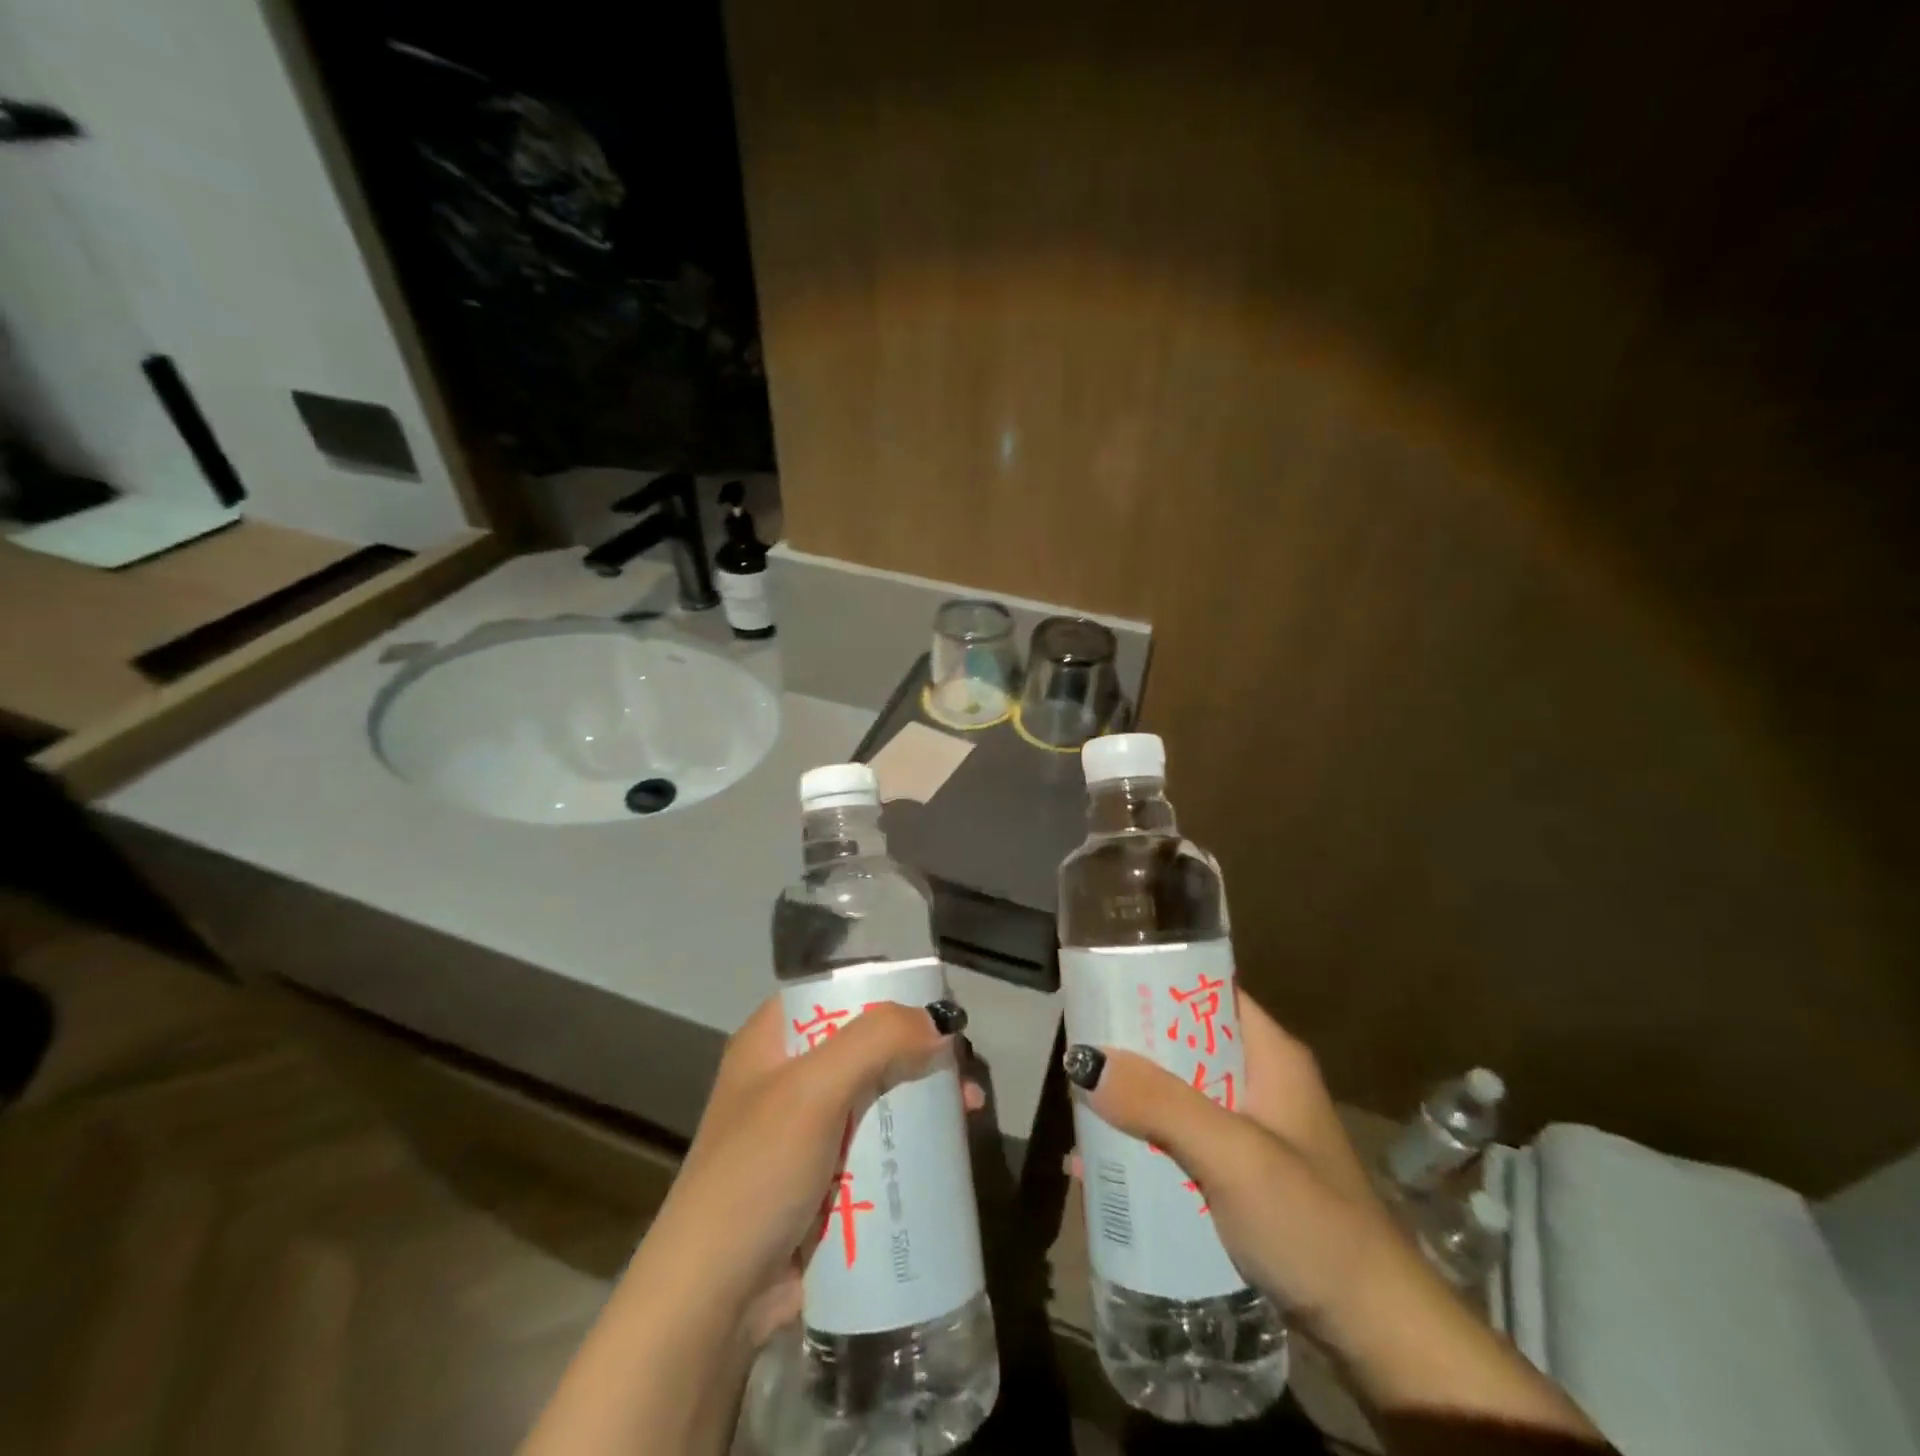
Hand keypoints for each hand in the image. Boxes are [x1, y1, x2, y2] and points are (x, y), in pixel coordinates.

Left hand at [649, 993, 979, 1341]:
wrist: (713, 1303)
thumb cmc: (756, 1175)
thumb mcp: (813, 1092)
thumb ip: (876, 1042)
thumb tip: (941, 1022)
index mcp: (773, 1040)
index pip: (836, 992)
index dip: (887, 991)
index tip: (936, 1005)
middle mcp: (789, 1075)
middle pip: (866, 1043)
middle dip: (918, 1049)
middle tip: (963, 1066)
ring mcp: (807, 1130)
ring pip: (877, 1094)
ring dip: (921, 1097)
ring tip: (970, 1108)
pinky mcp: (825, 1177)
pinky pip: (877, 1143)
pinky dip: (911, 1140)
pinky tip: (947, 1148)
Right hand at [1065, 990, 1405, 1341]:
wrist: (1377, 1334)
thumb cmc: (1311, 1224)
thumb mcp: (1232, 1155)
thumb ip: (1160, 1104)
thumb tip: (1082, 1058)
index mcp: (1268, 1054)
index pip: (1205, 991)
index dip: (1154, 981)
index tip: (1099, 985)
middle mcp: (1257, 1080)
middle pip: (1182, 1042)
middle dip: (1130, 1046)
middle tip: (1074, 1047)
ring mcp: (1249, 1129)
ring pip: (1176, 1093)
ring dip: (1131, 1098)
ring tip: (1074, 1102)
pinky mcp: (1239, 1173)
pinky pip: (1179, 1138)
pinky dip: (1143, 1142)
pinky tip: (1099, 1163)